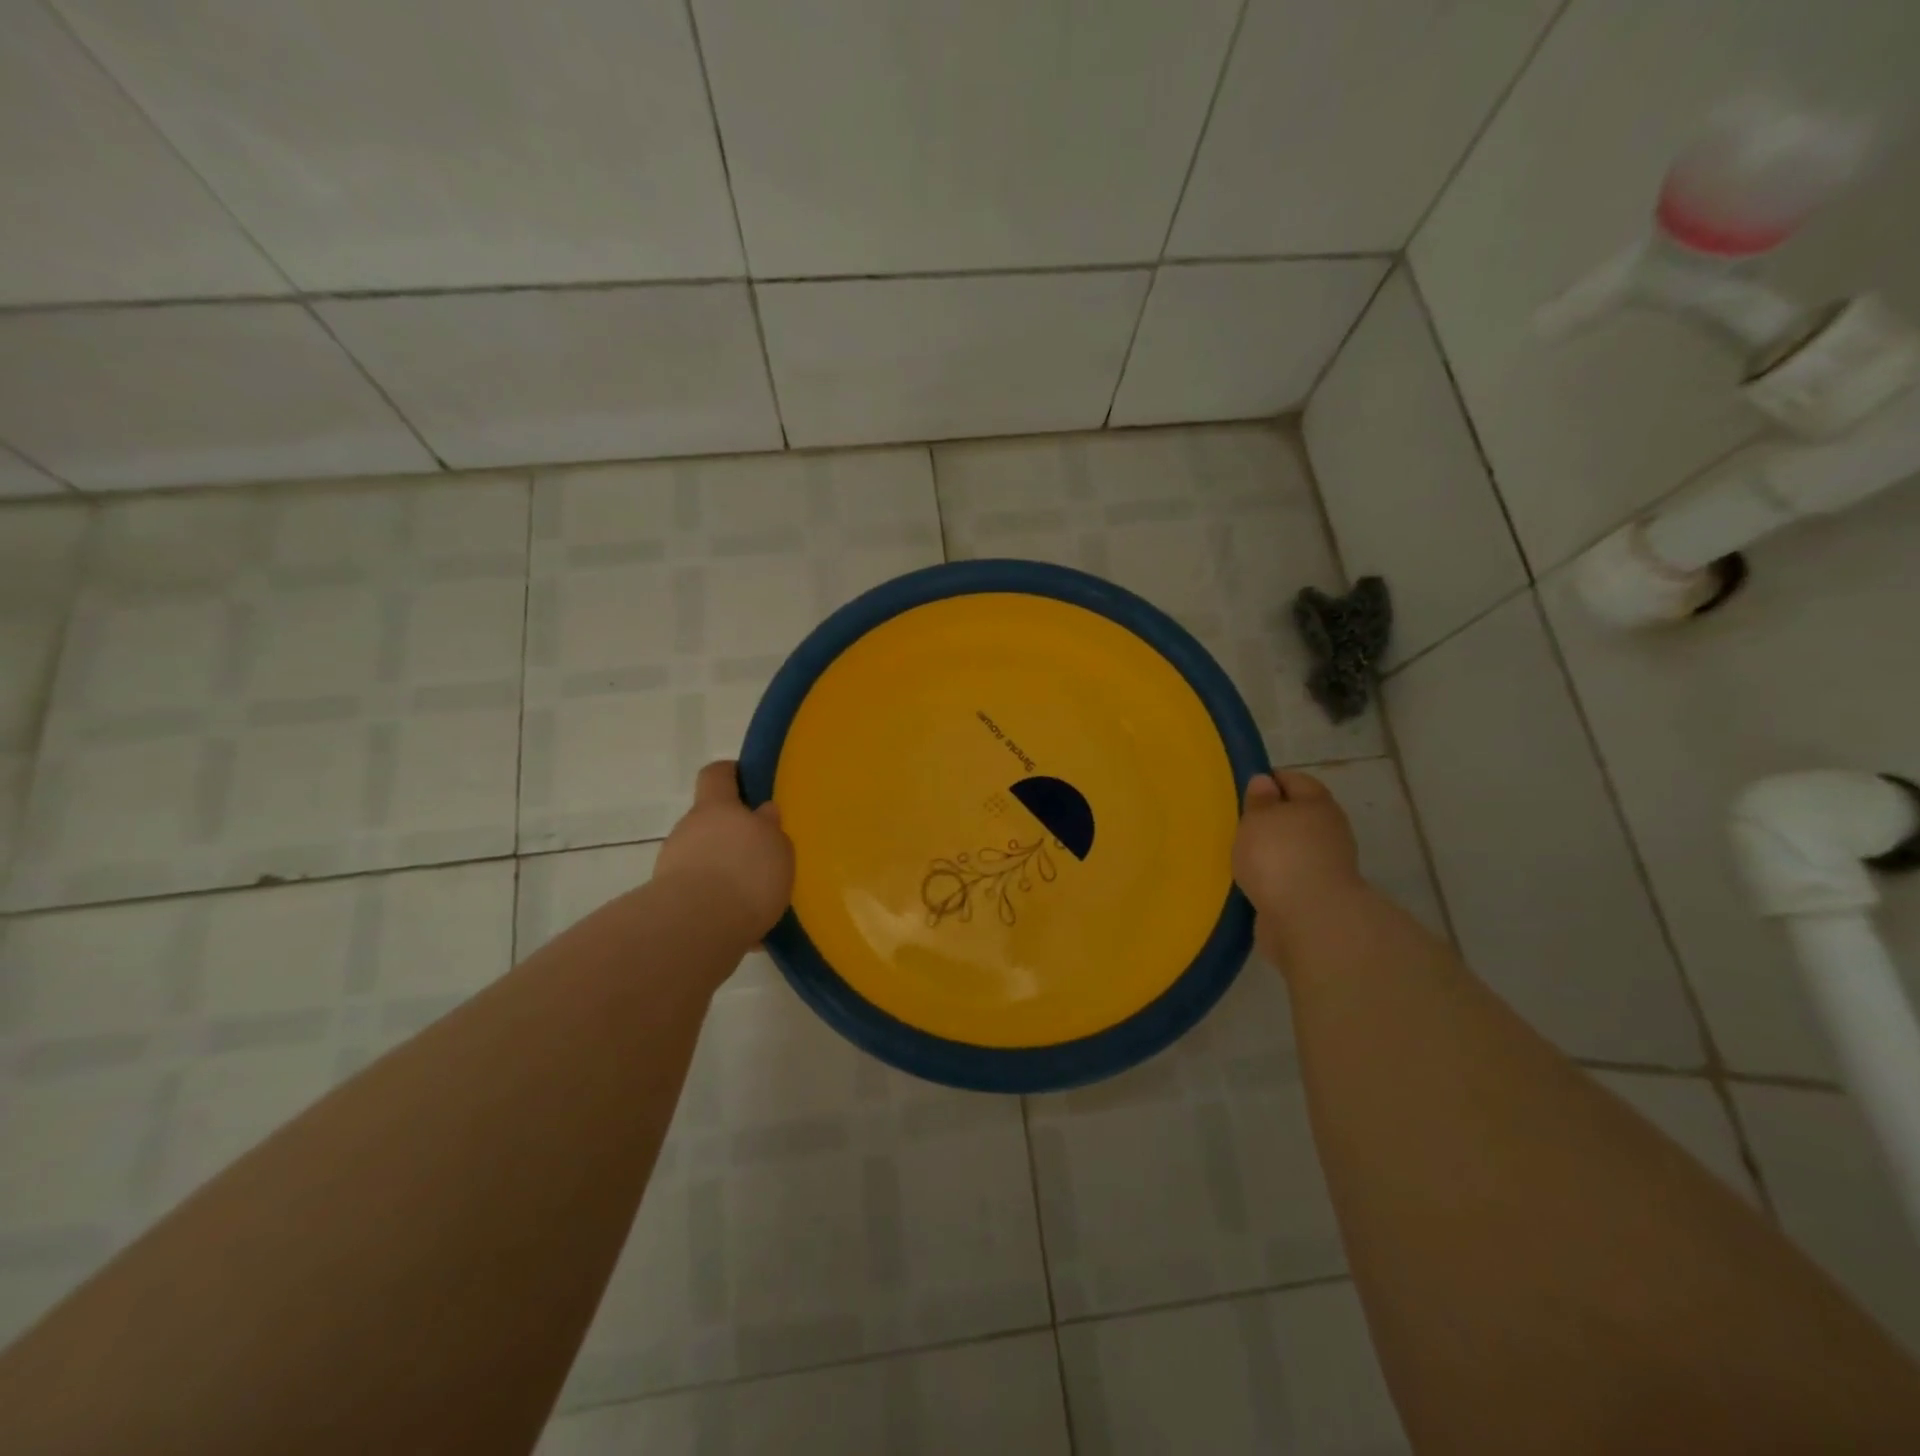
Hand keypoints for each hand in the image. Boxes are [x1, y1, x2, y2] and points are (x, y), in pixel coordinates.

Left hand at [654, 761, 794, 940]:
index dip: (730, 774)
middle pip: (711, 822)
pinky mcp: (670, 900)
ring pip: (705, 858)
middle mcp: (689, 829)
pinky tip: (745, 925)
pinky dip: (721, 902)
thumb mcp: (776, 845)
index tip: (745, 779)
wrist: (696, 928)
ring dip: (726, 871)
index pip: (717, 775)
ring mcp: (674, 865)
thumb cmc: (746, 873)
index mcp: (716, 807)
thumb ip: (769, 827)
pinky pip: (702, 894)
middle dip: (734, 835)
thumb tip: (763, 812)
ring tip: (757, 896)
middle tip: (762, 851)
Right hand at [1233, 771, 1363, 962]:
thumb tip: (1265, 782)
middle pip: (1296, 816)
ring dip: (1271, 852)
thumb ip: (1259, 800)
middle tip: (1238, 825)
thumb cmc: (1279, 856)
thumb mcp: (1258, 818)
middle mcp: (1328, 831)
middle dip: (1270, 819)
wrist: (1309, 920)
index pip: (1294, 780)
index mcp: (1317, 804)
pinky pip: (1290, 877)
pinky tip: (1251, 883)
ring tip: (1240, 856)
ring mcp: (1327, 865)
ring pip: (1293, 849)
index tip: (1242, 790)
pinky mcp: (1317, 895)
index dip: (1268, 781)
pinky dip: (1273, 879)